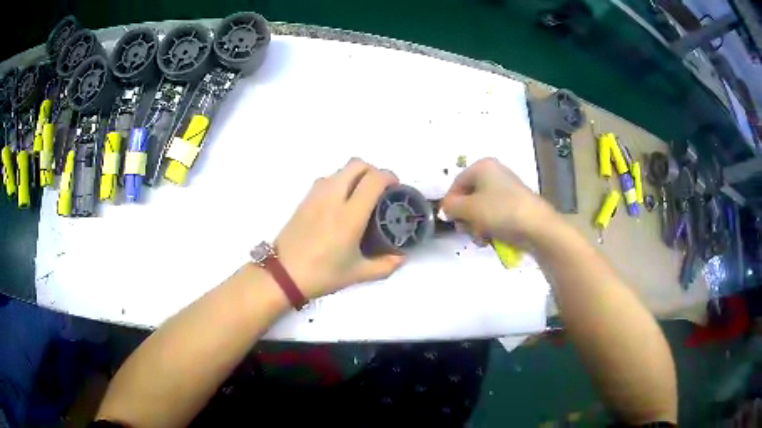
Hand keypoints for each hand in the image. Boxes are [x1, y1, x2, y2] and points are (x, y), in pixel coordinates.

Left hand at [274, 159, 404, 299]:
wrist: (283, 274)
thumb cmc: (322, 274)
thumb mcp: (357, 274)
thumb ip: (385, 265)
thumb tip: (402, 257)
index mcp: (349, 216)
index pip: (373, 180)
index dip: (389, 177)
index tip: (396, 188)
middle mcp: (333, 198)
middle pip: (357, 164)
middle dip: (373, 171)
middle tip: (380, 190)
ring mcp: (316, 195)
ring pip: (341, 169)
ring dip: (355, 175)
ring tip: (360, 196)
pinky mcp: (304, 198)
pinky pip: (327, 179)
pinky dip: (340, 181)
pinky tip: (340, 203)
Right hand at [441, 158, 555, 247]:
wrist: (537, 226)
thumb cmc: (501, 211)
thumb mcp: (469, 209)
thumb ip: (451, 207)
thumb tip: (445, 209)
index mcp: (483, 167)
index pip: (456, 183)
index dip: (449, 203)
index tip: (449, 221)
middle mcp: (495, 173)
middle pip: (469, 196)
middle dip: (466, 217)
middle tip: (467, 230)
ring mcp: (507, 189)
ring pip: (481, 208)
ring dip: (477, 225)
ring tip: (482, 237)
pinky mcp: (515, 204)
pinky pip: (495, 214)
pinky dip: (490, 226)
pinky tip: (492, 238)